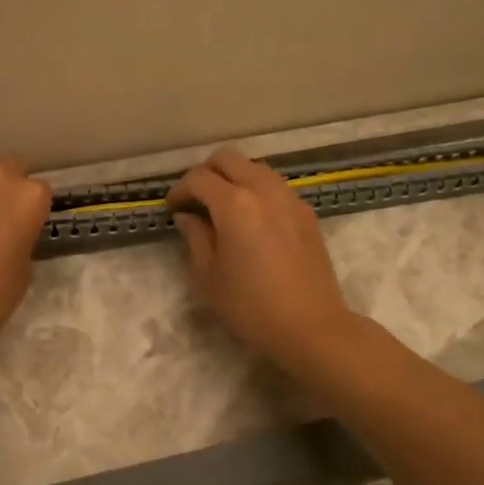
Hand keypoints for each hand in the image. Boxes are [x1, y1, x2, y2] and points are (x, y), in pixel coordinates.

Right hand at [167, 147, 356, 370]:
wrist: (311, 326)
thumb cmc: (251, 306)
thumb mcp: (209, 276)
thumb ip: (194, 237)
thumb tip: (187, 216)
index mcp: (234, 204)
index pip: (199, 179)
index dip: (180, 190)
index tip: (172, 208)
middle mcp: (263, 189)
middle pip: (228, 158)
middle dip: (206, 172)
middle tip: (195, 199)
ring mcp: (289, 197)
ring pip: (254, 167)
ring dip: (233, 177)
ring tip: (222, 207)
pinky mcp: (306, 211)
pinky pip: (274, 185)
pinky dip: (256, 190)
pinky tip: (251, 219)